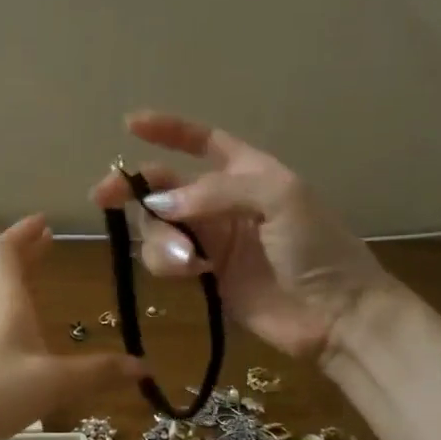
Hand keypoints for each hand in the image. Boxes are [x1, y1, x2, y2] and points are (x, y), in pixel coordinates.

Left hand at [0, 215, 142, 439]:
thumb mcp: (54, 382)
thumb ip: (98, 373)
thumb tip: (143, 366)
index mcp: (3, 302)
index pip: (4, 252)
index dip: (22, 234)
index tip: (44, 222)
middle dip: (23, 255)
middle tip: (46, 245)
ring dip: (12, 283)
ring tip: (35, 284)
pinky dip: (7, 317)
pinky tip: (20, 340)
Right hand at [90, 110, 395, 362]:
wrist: (337, 313)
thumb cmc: (317, 247)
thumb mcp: (278, 198)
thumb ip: (215, 192)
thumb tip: (158, 205)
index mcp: (246, 171)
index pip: (200, 141)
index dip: (167, 131)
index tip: (129, 126)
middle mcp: (222, 202)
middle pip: (164, 186)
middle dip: (133, 188)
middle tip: (103, 197)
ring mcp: (212, 241)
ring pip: (159, 227)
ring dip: (160, 239)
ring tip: (186, 261)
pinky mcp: (205, 276)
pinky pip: (167, 261)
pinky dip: (169, 264)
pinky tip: (193, 274)